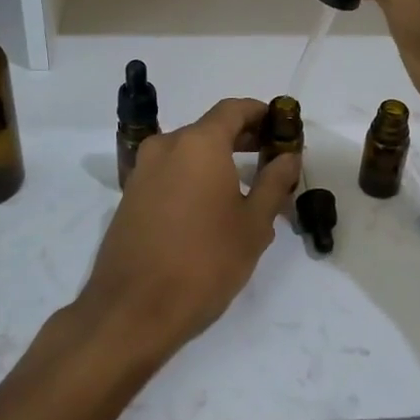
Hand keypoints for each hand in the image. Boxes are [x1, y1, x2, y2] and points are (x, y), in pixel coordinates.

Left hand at [74, 98, 299, 366]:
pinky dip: (194, 175)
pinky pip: (170, 172)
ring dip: (217, 158)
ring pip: (188, 151)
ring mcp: (143, 171)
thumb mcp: (253, 225)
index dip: (260, 113)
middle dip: (242, 136)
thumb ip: (274, 183)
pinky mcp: (130, 196)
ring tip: (247, 185)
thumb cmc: (204, 262)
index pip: (234, 109)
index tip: (282, 127)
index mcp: (199, 144)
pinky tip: (212, 205)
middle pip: (209, 128)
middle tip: (271, 156)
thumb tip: (288, 156)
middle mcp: (166, 146)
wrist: (133, 310)